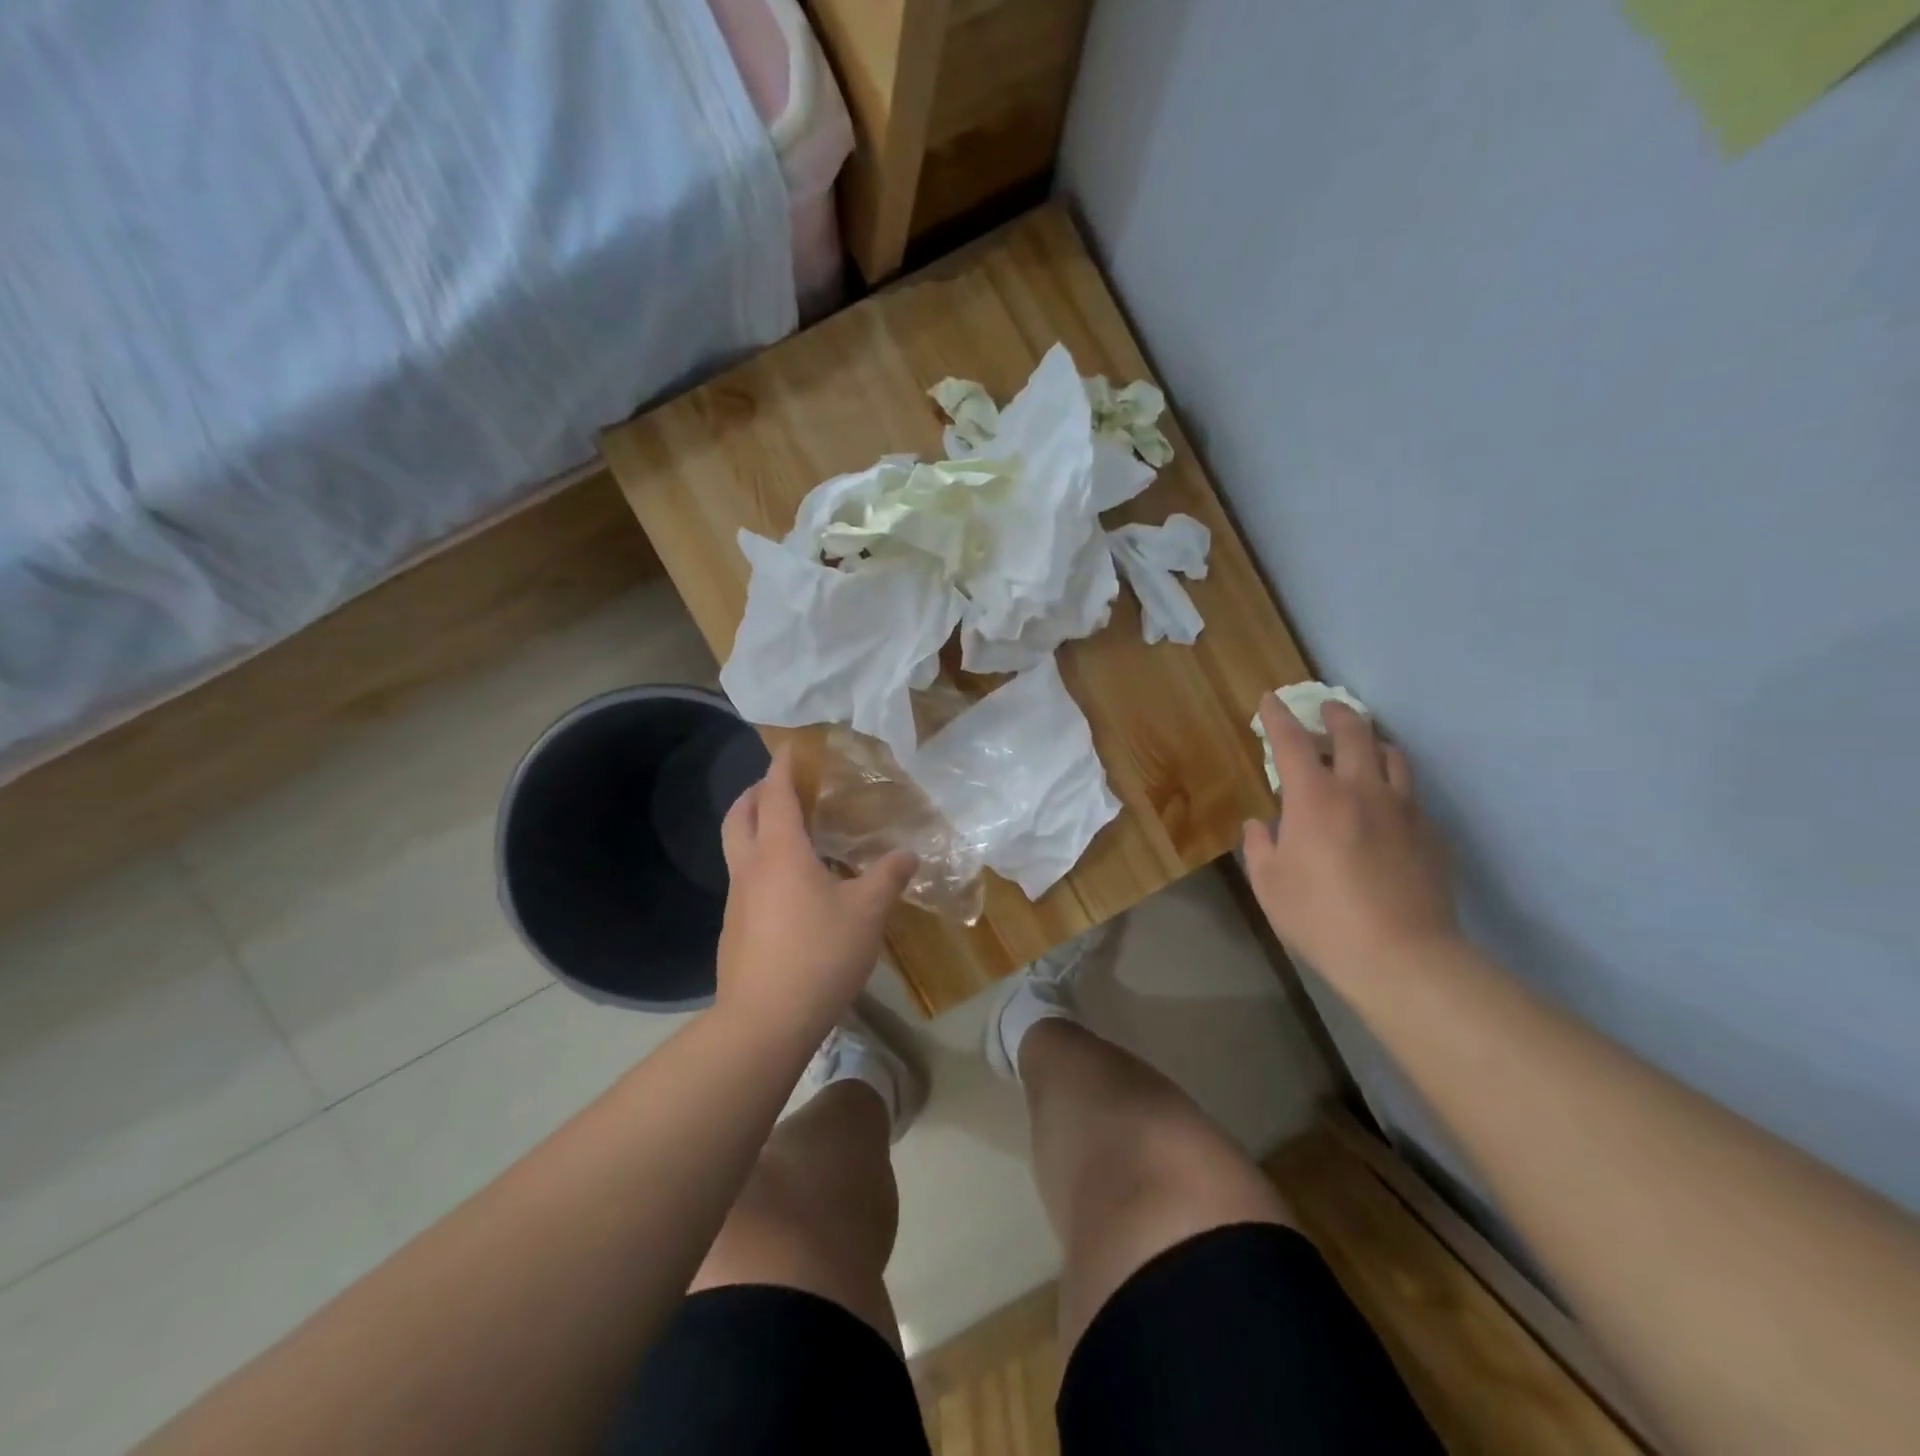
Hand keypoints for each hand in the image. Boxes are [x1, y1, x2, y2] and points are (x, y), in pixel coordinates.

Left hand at [715, 747, 916, 1040]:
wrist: (764, 1022)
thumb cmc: (818, 955)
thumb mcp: (867, 913)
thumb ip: (888, 877)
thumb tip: (908, 854)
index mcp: (780, 852)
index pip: (776, 794)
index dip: (783, 767)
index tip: (792, 748)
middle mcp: (750, 867)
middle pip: (740, 815)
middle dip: (756, 792)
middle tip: (782, 786)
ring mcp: (736, 900)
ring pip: (737, 848)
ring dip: (755, 827)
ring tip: (790, 833)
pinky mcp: (734, 929)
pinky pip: (744, 880)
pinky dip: (760, 864)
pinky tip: (790, 888)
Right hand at [1242, 696, 1458, 987]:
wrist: (1401, 956)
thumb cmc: (1320, 917)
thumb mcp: (1269, 884)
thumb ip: (1259, 847)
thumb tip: (1260, 826)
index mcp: (1315, 798)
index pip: (1292, 742)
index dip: (1278, 717)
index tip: (1271, 701)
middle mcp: (1361, 790)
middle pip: (1354, 733)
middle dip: (1336, 714)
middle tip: (1327, 709)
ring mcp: (1403, 810)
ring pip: (1393, 756)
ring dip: (1373, 743)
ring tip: (1364, 749)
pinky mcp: (1431, 834)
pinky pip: (1412, 795)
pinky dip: (1394, 787)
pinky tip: (1387, 808)